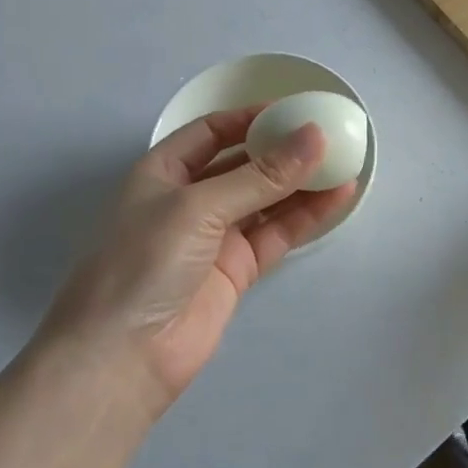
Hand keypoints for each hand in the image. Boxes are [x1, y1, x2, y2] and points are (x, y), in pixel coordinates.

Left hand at [36, 108, 356, 418]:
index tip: (295, 110)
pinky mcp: (237, 270)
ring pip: (267, 200)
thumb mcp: (198, 207)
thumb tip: (314, 136)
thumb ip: (260, 175)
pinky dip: (306, 216)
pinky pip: (277, 233)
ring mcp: (215, 237)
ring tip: (345, 163)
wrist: (122, 358)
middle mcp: (190, 200)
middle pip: (244, 164)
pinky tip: (337, 198)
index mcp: (163, 173)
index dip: (250, 118)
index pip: (211, 132)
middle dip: (283, 150)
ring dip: (302, 183)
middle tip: (330, 136)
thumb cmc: (144, 263)